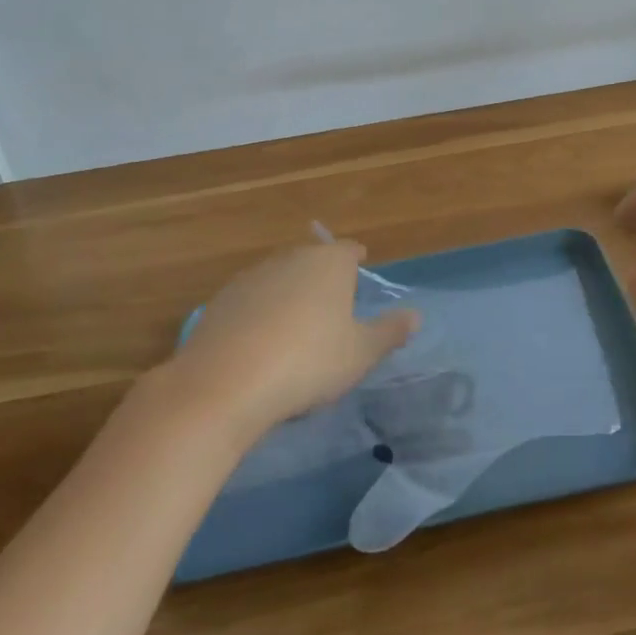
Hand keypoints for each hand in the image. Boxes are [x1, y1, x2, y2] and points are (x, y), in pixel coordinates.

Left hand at [168, 241, 420, 438]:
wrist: (225, 384)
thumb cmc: (308, 362)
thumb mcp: (360, 354)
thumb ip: (389, 332)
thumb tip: (415, 316)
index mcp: (328, 263)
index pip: (348, 250)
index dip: (356, 259)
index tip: (360, 267)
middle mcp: (290, 259)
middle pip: (312, 260)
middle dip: (322, 276)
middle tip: (332, 303)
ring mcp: (251, 277)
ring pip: (279, 279)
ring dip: (289, 294)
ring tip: (297, 326)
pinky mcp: (220, 302)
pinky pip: (251, 301)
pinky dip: (260, 314)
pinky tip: (261, 343)